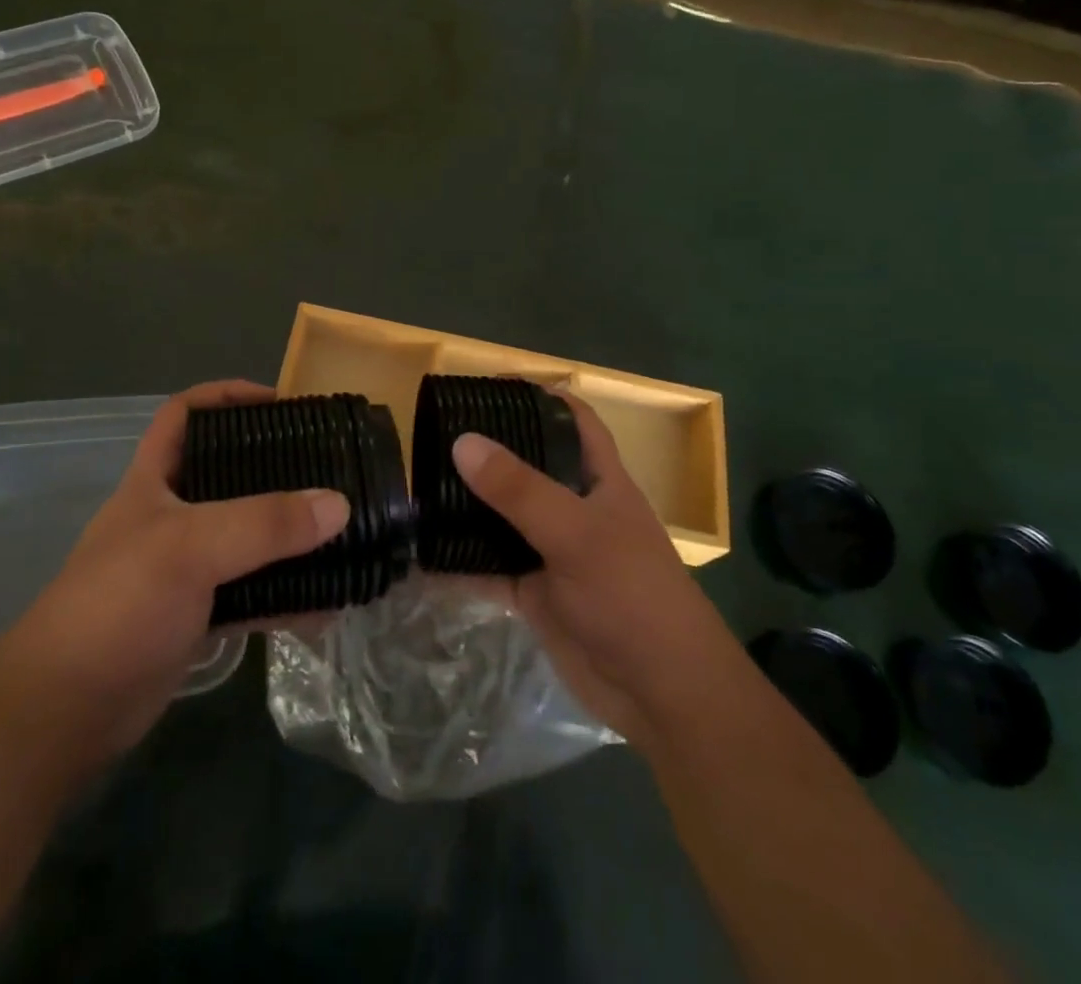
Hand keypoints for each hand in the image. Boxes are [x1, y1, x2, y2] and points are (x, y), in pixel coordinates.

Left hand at [0, 380, 349, 760]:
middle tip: (328, 467)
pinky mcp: (197, 616)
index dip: (227, 397)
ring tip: (341, 532)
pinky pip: (253, 594)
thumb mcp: (190, 547)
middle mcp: (171, 516)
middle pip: (228, 474)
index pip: (185, 414)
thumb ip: (264, 523)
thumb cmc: (118, 604)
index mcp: (154, 481)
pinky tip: (326, 606)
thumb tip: (339, 504)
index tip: (281, 402)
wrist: (65, 713)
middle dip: (276, 467)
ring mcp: (185, 569)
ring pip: (247, 537)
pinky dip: (287, 596)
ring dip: (289, 537)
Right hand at [452, 396, 730, 747]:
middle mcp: (575, 508)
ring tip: (419, 485)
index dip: (539, 395)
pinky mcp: (535, 592)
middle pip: (529, 464)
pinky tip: (423, 556)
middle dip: (489, 450)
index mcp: (599, 480)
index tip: (489, 386)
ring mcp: (553, 551)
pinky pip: (490, 568)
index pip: (573, 419)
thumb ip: (519, 490)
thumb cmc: (632, 596)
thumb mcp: (576, 534)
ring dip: (469, 506)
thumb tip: (462, 441)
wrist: (661, 695)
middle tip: (434, 435)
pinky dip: (460, 563)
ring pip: (504, 516)